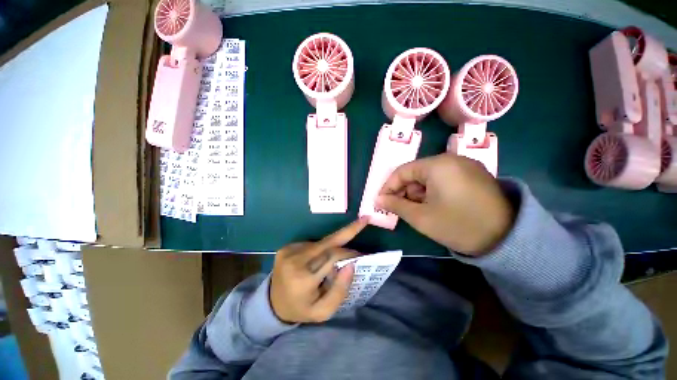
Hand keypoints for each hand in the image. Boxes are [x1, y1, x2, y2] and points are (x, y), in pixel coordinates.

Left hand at [270, 218, 367, 322]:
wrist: (273, 303)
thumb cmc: (301, 308)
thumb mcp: (323, 311)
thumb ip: (340, 291)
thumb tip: (351, 265)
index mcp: (303, 280)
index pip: (332, 258)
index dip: (349, 252)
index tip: (362, 252)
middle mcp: (294, 261)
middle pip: (328, 243)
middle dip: (347, 233)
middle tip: (362, 224)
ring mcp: (289, 251)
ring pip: (321, 242)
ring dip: (333, 245)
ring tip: (340, 255)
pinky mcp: (287, 247)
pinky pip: (312, 244)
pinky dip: (321, 248)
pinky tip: (321, 257)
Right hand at [377, 154, 513, 255]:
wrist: (507, 238)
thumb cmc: (458, 225)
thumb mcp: (421, 217)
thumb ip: (396, 205)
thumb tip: (378, 199)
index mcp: (438, 165)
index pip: (402, 171)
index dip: (388, 187)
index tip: (381, 201)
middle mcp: (451, 159)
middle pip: (416, 172)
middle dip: (405, 190)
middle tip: (401, 208)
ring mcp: (464, 165)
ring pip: (429, 176)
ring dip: (419, 192)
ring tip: (419, 210)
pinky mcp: (473, 174)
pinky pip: (443, 178)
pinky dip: (433, 190)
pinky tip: (434, 205)